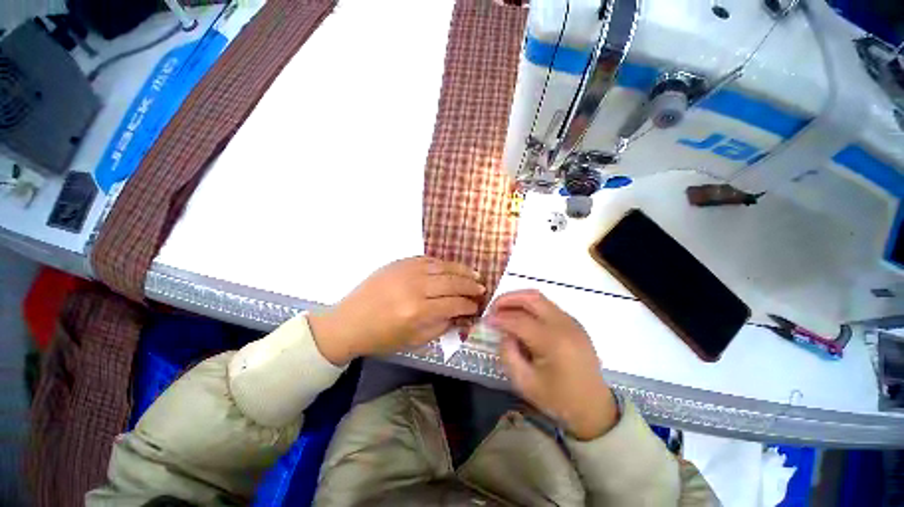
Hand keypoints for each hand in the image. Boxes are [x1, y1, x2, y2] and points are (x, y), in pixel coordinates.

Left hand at [309, 257, 483, 365]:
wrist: (349, 321)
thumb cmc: (381, 337)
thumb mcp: (414, 340)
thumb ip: (441, 326)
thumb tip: (460, 314)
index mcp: (418, 311)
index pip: (453, 304)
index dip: (469, 305)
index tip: (477, 306)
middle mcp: (415, 288)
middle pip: (452, 282)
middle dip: (470, 286)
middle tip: (482, 288)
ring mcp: (406, 271)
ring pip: (442, 267)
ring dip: (461, 270)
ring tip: (474, 274)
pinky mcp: (399, 263)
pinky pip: (428, 259)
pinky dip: (443, 263)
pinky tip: (452, 267)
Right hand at [487, 290, 617, 439]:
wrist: (595, 408)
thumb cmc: (558, 400)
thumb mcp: (525, 383)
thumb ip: (508, 353)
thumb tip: (504, 332)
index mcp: (553, 342)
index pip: (519, 320)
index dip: (499, 318)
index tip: (485, 320)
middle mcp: (564, 325)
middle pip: (531, 298)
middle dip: (508, 298)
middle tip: (493, 308)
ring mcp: (571, 321)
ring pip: (540, 298)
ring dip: (518, 299)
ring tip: (504, 310)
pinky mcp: (573, 323)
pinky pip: (547, 306)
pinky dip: (530, 306)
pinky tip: (521, 317)